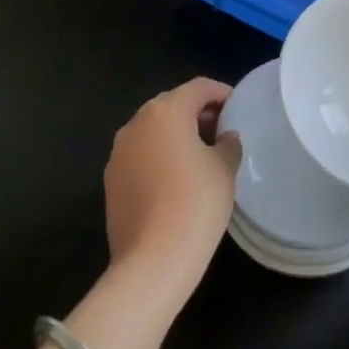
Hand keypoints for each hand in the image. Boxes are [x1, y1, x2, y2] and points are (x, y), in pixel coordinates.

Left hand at [104, 78, 239, 308]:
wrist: (153, 260)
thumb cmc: (196, 203)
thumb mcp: (225, 168)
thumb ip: (228, 143)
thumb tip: (225, 137)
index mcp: (165, 112)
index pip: (198, 88)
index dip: (221, 93)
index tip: (238, 106)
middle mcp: (136, 124)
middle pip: (171, 105)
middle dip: (197, 113)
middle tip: (222, 130)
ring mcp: (118, 153)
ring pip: (153, 131)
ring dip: (176, 135)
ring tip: (201, 155)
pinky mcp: (111, 181)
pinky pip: (140, 155)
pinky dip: (159, 156)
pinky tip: (177, 179)